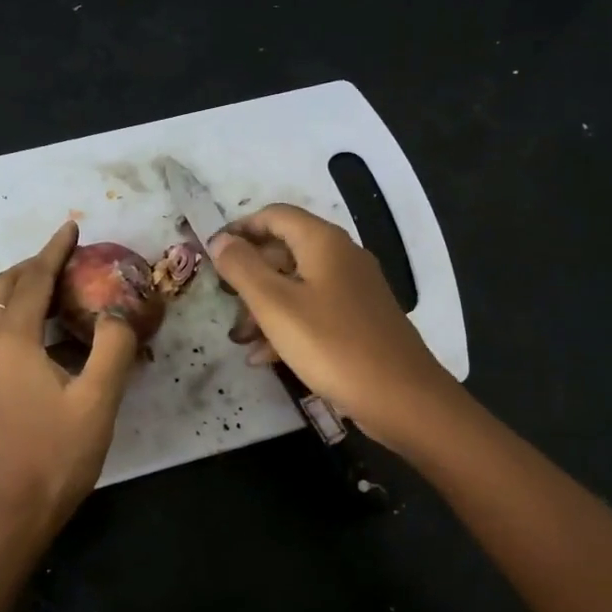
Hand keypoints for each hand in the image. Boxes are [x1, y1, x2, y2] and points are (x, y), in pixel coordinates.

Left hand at [0, 222, 137, 536]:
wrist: (15, 508)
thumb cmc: (58, 454)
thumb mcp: (98, 400)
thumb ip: (113, 347)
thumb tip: (119, 312)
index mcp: (11, 342)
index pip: (31, 281)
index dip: (53, 251)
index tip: (72, 227)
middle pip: (4, 289)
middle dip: (35, 266)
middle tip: (70, 257)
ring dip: (27, 291)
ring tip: (65, 288)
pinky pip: (0, 335)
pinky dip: (24, 319)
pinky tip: (56, 336)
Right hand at [208, 204, 456, 449]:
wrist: (401, 396)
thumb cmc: (332, 345)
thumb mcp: (276, 306)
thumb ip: (243, 269)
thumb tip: (220, 240)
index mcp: (323, 243)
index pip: (274, 215)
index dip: (240, 229)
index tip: (211, 254)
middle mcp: (342, 258)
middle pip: (285, 250)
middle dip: (250, 275)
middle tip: (223, 302)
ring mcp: (354, 290)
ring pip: (298, 286)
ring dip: (264, 307)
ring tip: (240, 339)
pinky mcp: (359, 321)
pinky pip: (314, 312)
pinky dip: (288, 326)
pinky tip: (265, 357)